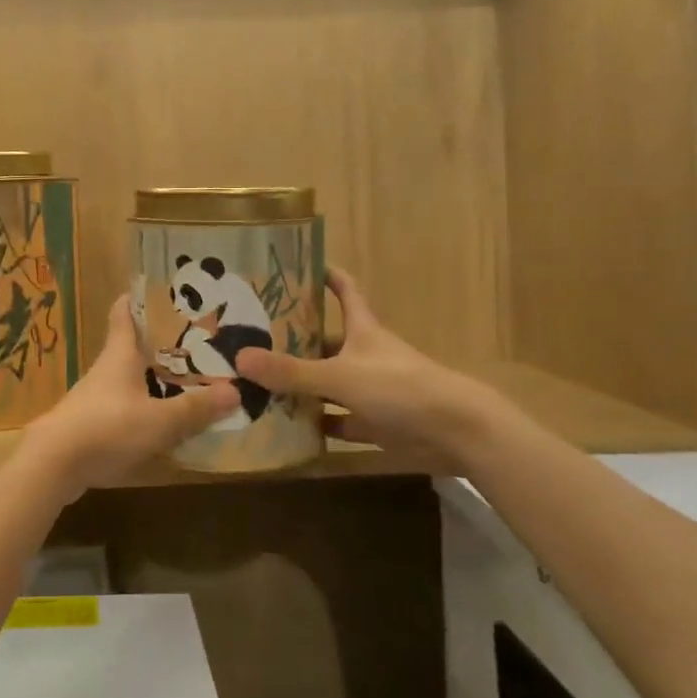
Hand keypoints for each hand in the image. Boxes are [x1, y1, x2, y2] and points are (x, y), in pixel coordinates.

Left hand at [22, 297, 238, 497]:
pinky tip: (161, 422)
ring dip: (152, 378)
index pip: (124, 314)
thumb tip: (235, 391)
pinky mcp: (90, 424)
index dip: (137, 299)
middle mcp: (106, 370)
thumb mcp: (159, 420)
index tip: (157, 290)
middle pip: (131, 347)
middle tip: (193, 341)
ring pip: (128, 379)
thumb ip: (195, 408)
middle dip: (158, 343)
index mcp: (119, 355)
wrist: (53, 464)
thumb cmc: (107, 428)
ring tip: (185, 381)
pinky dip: (143, 408)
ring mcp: (95, 397)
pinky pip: (123, 408)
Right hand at [235, 267, 508, 459]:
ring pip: (329, 383)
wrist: (457, 433)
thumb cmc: (400, 388)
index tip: (299, 264)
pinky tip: (287, 427)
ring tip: (258, 381)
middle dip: (296, 339)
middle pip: (327, 341)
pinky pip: (339, 422)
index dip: (326, 276)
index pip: (344, 292)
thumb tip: (239, 358)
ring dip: (302, 385)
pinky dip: (317, 425)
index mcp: (362, 330)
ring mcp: (372, 391)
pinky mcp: (377, 423)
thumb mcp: (340, 376)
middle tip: (252, 337)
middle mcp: (365, 355)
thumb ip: (292, 372)